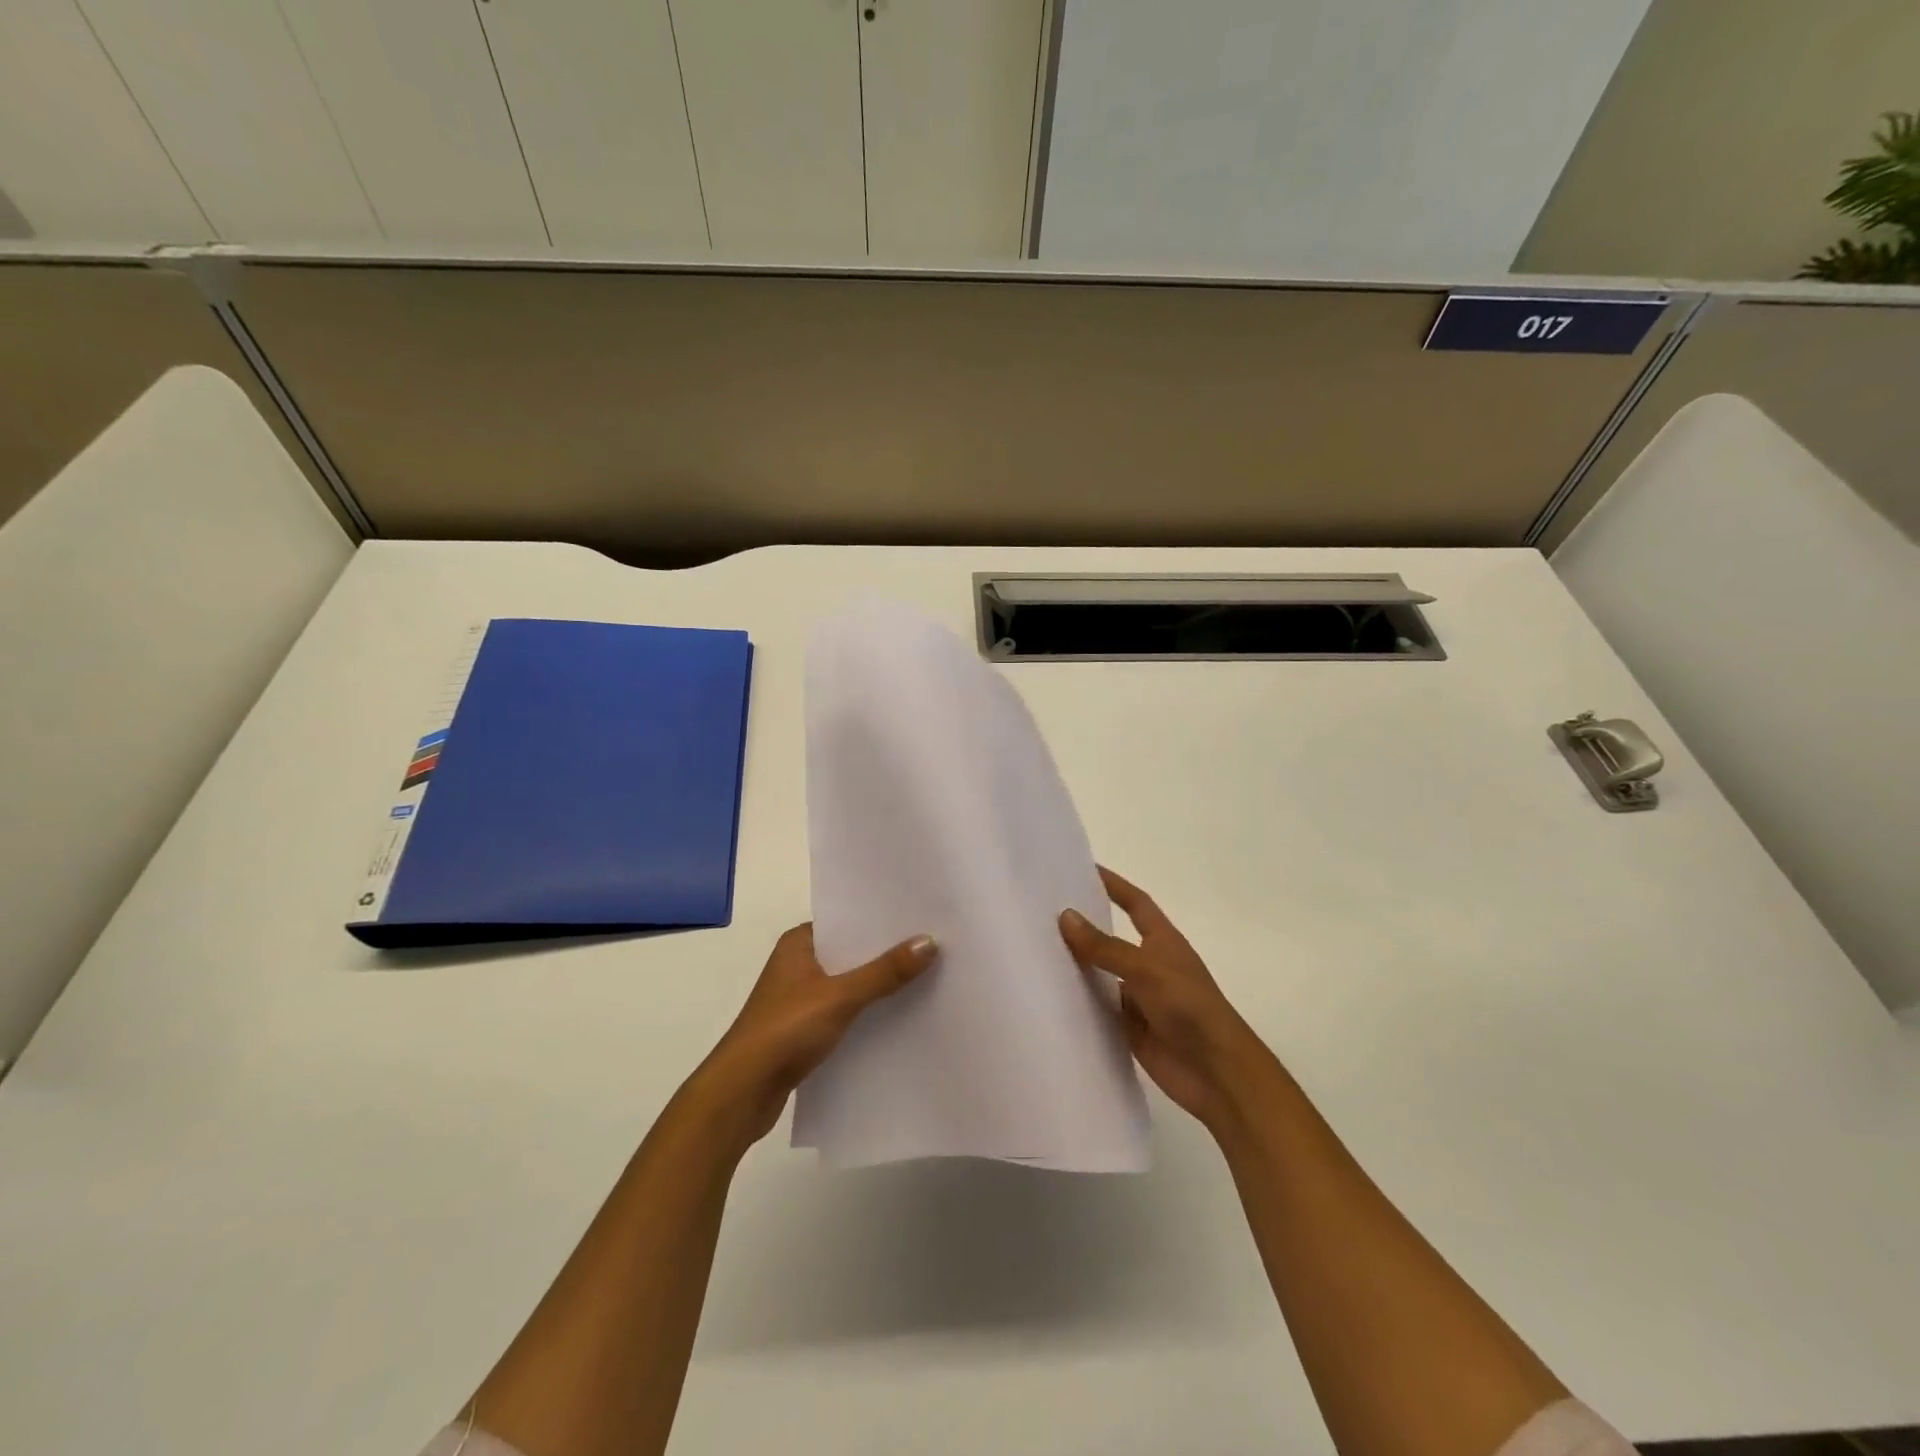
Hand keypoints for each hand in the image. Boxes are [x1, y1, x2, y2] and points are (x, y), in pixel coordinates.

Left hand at [690, 924, 937, 1151]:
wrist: (740, 1095)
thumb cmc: (784, 1031)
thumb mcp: (840, 996)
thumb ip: (885, 971)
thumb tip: (930, 941)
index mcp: (798, 943)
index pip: (846, 921)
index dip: (881, 920)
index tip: (921, 916)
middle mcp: (797, 965)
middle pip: (851, 953)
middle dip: (886, 953)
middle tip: (934, 945)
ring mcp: (799, 999)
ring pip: (849, 984)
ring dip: (878, 986)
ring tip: (926, 978)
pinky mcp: (803, 1031)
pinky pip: (844, 1012)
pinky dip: (867, 1013)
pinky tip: (899, 1017)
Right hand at [1060, 868, 1280, 1135]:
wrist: (1216, 1073)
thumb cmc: (1189, 1007)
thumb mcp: (1145, 969)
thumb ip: (1104, 946)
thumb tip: (1066, 916)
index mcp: (1162, 941)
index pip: (1135, 903)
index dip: (1113, 885)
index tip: (1083, 868)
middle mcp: (1148, 965)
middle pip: (1111, 938)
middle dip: (1083, 925)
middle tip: (1041, 911)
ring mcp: (1138, 998)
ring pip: (1100, 975)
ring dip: (1075, 966)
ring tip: (1032, 950)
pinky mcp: (1129, 1029)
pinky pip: (1098, 1010)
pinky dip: (1077, 1003)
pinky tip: (1046, 996)